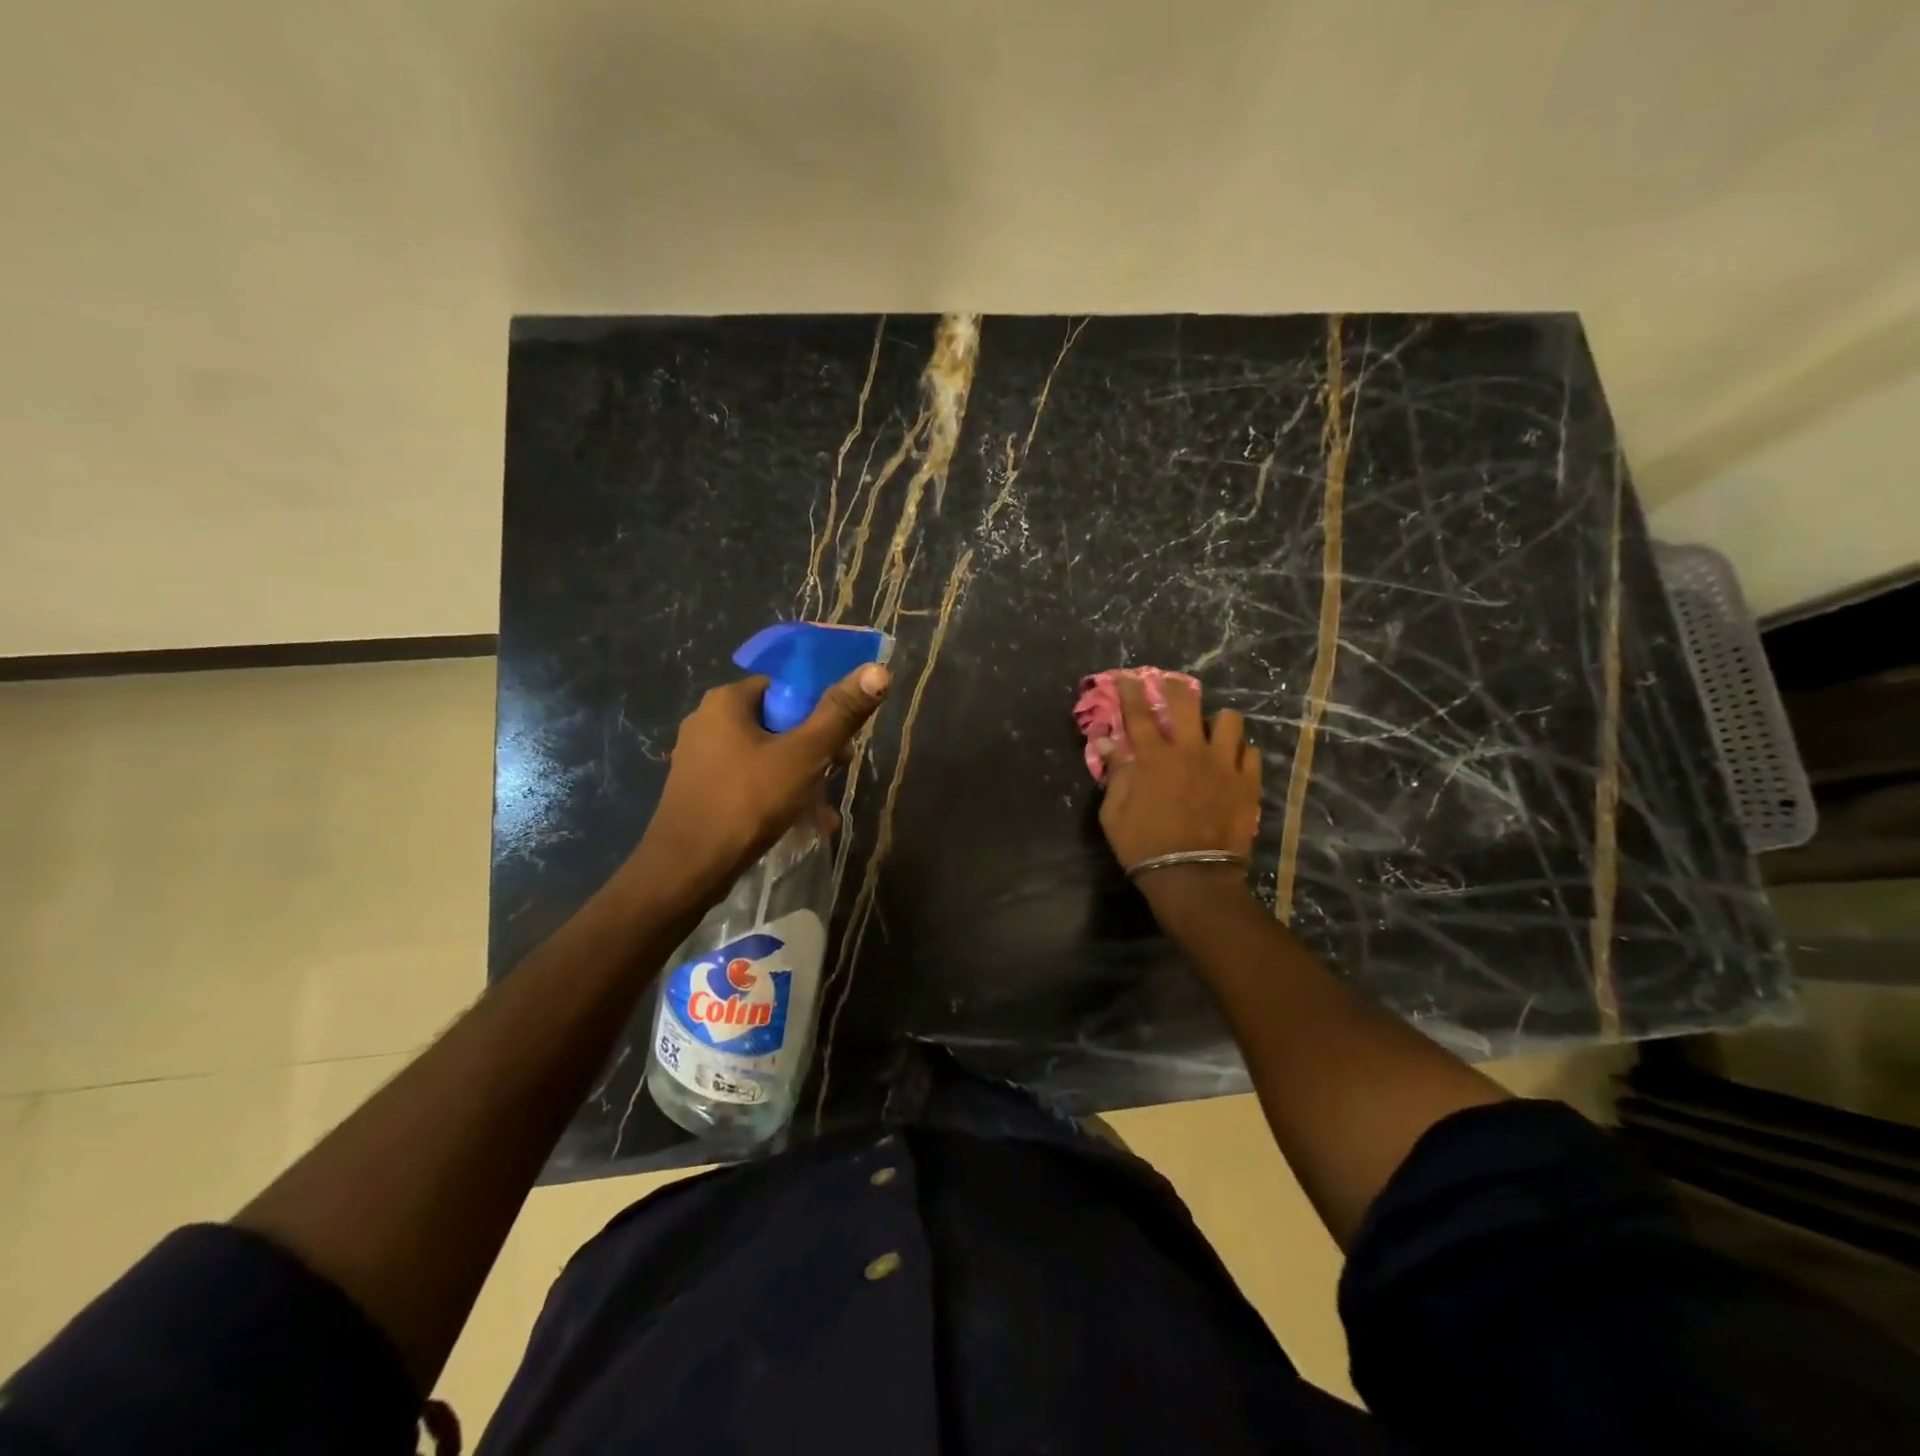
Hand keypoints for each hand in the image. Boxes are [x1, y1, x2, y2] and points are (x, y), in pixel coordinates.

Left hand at [626, 664, 889, 903]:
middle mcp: (707, 721)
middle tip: (838, 773)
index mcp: (726, 701)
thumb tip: (878, 670)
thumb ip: (840, 713)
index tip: (842, 739)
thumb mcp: (804, 755)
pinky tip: (802, 824)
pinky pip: (749, 780)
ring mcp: (700, 757)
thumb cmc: (747, 802)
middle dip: (815, 749)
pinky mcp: (700, 789)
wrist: (687, 870)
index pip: (786, 687)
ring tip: (825, 810)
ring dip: (802, 778)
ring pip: (767, 755)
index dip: (821, 709)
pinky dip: (777, 794)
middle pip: (778, 722)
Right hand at [1095, 675, 1261, 880]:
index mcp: (1153, 757)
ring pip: (1229, 721)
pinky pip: (1250, 753)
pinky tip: (1232, 761)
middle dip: (1175, 687)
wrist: (1192, 876)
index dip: (1131, 691)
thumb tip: (1108, 744)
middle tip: (1170, 684)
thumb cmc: (1143, 845)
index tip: (1129, 676)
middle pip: (1185, 703)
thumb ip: (1115, 774)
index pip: (1138, 713)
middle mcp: (1189, 751)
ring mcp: (1223, 765)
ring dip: (1217, 721)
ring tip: (1212, 729)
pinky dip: (1239, 753)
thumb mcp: (1113, 812)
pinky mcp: (1247, 783)